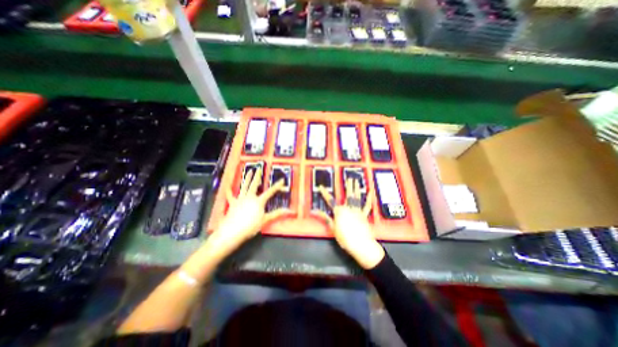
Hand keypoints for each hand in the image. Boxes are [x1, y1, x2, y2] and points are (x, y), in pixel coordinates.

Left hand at [206, 167, 285, 258]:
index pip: (270, 192)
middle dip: (258, 176)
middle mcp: (250, 197)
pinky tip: (227, 187)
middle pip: (255, 184)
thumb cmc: (251, 226)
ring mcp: (240, 199)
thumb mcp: (265, 220)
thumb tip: (290, 211)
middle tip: (259, 169)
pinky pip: (231, 196)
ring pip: (244, 186)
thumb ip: (277, 214)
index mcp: (259, 201)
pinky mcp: (233, 203)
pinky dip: (229, 191)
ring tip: (249, 171)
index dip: (277, 186)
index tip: (282, 180)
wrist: (232, 231)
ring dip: (247, 178)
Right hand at [322, 177, 385, 268]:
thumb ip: (324, 217)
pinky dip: (369, 199)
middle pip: (348, 195)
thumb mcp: (332, 228)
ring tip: (356, 181)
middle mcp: (348, 208)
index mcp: (339, 211)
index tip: (321, 186)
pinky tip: (371, 192)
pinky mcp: (364, 215)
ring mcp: (357, 211)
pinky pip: (367, 206)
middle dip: (348, 186)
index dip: (324, 193)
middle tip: (349, 178)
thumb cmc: (345, 237)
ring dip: (357, 189)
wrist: (361, 244)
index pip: (330, 200)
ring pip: (357, 198)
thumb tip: (313, 211)